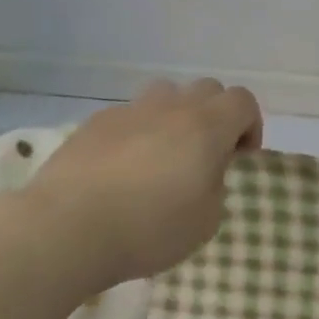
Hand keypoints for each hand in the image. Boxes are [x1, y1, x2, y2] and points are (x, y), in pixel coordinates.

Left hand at [14, 80, 262, 290]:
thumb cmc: (149, 229)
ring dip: (175, 116)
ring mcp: (128, 111)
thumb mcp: (206, 221)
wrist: (68, 227)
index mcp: (205, 127)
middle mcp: (170, 108)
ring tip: (164, 155)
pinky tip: (122, 168)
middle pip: (206, 89)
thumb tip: (203, 171)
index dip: (249, 126)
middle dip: (215, 116)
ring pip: (165, 95)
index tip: (240, 158)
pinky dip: (138, 132)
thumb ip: (215, 185)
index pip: (242, 101)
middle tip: (206, 155)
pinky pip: (129, 116)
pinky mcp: (94, 123)